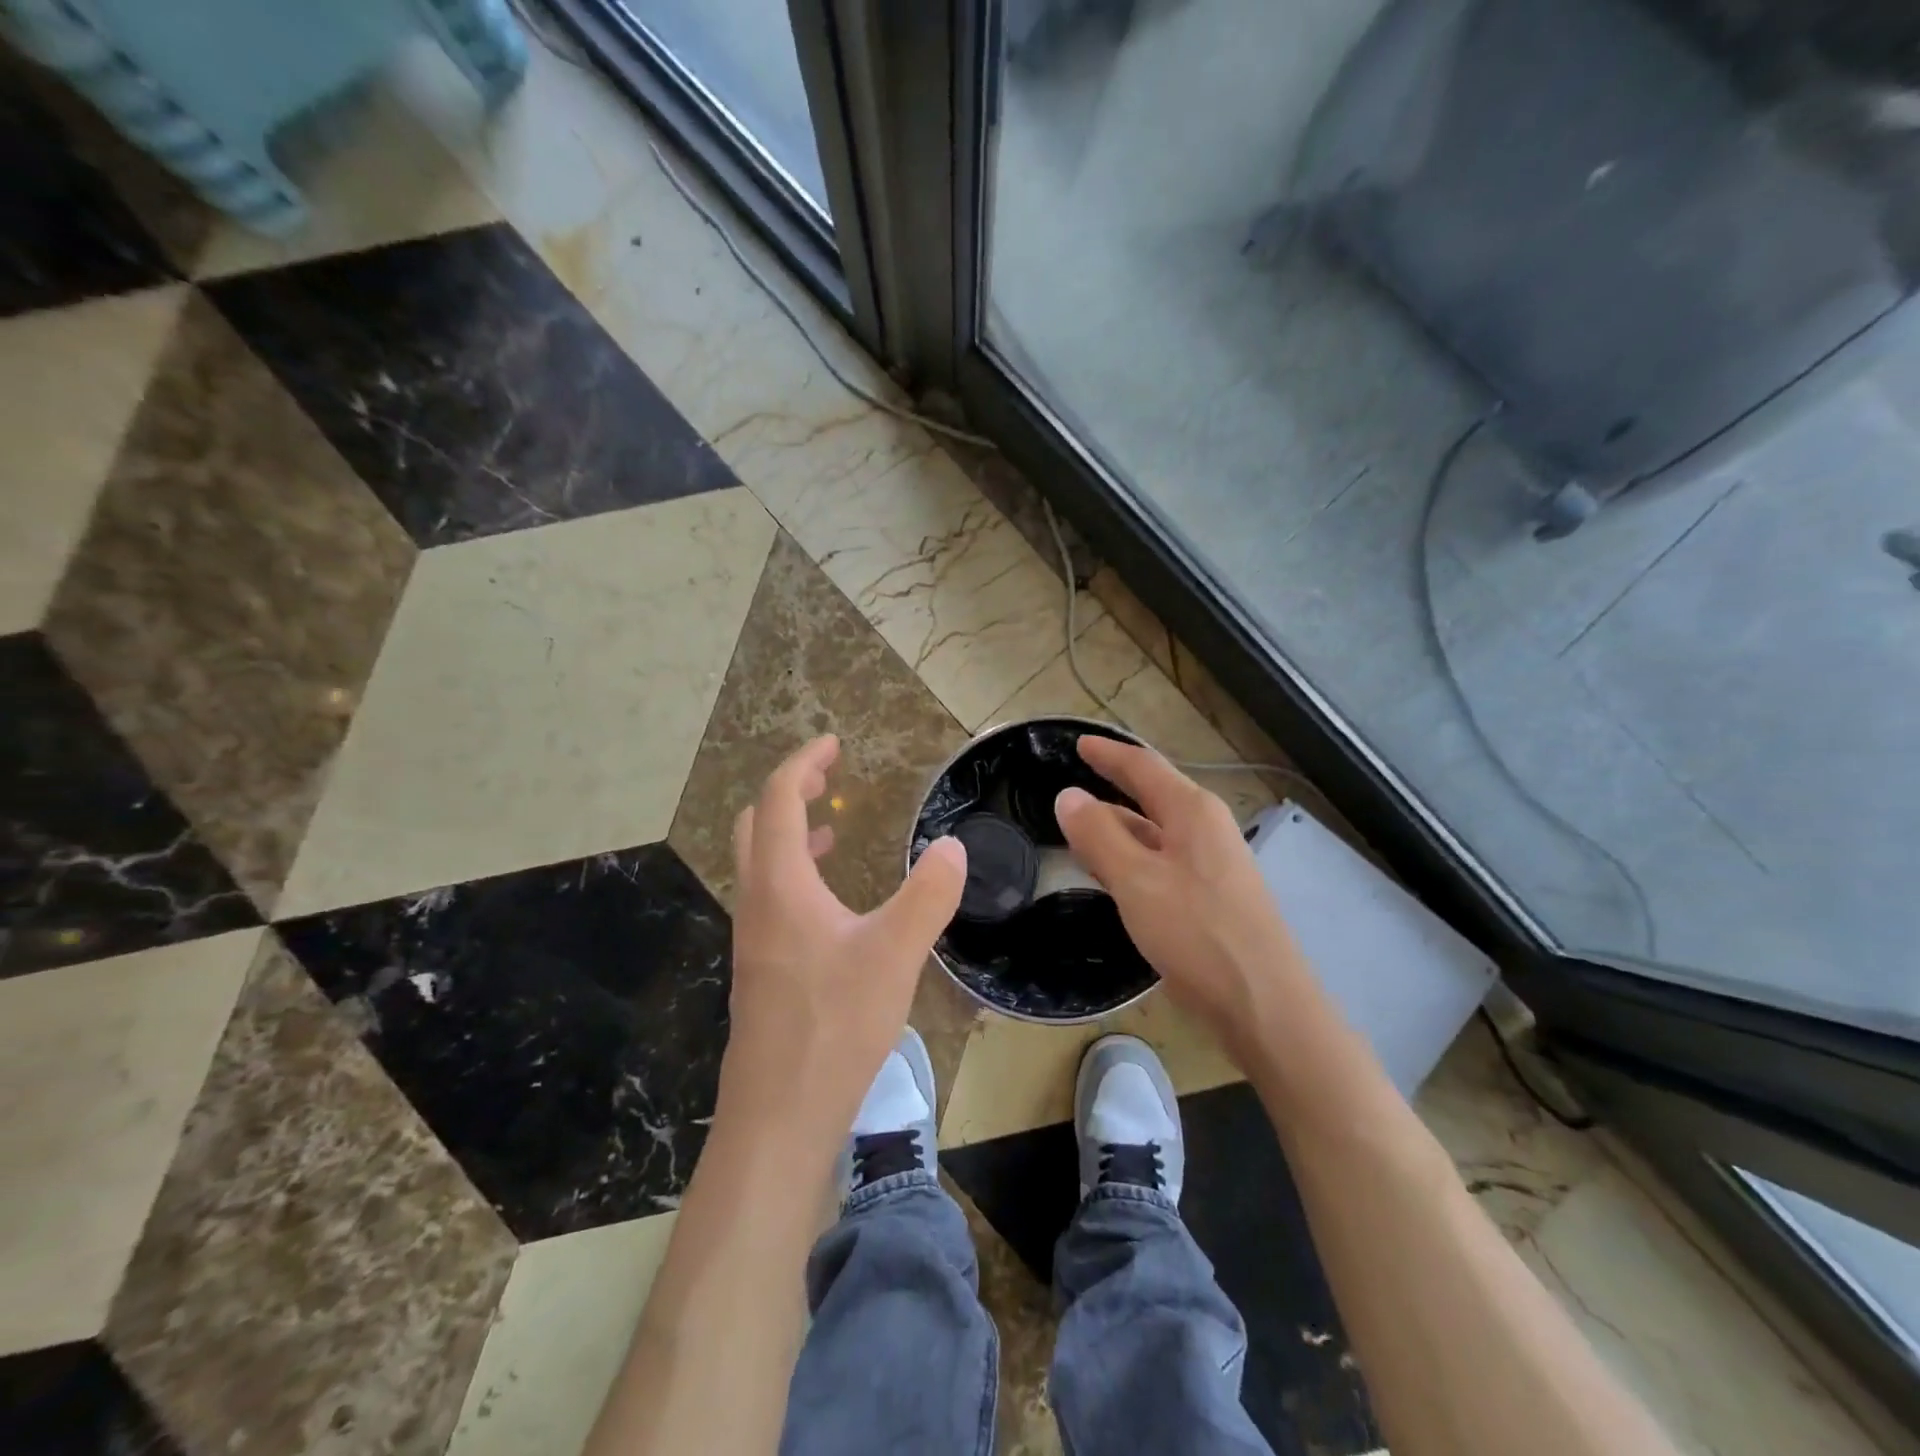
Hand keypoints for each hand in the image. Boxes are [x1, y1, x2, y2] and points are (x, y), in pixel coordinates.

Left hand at [718, 736, 967, 1155]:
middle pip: (756, 825)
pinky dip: (798, 875)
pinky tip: (834, 904)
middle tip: (829, 779)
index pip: (777, 800)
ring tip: (834, 829)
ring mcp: (754, 939)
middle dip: (790, 792)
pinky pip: (773, 899)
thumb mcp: (894, 956)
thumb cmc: (833, 1028)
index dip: (803, 764)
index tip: (834, 745)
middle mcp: (757, 904)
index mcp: (781, 886)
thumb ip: (928, 896)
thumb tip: (953, 847)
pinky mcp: (763, 970)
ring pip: (762, 865)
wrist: (778, 1116)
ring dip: (792, 834)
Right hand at [1054, 736, 1308, 1061]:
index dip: (1107, 754)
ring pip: (1155, 833)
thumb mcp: (1136, 881)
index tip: (1077, 744)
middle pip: (1151, 796)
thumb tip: (1068, 795)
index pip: (1142, 766)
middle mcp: (1206, 829)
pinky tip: (1112, 876)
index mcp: (1192, 812)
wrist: (1264, 1005)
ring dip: (1118, 828)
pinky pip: (1162, 862)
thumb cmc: (1198, 934)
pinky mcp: (1212, 898)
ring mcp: (1213, 865)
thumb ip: (1099, 835)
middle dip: (1112, 788)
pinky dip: (1132, 859)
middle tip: (1071, 788)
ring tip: (1080, 830)